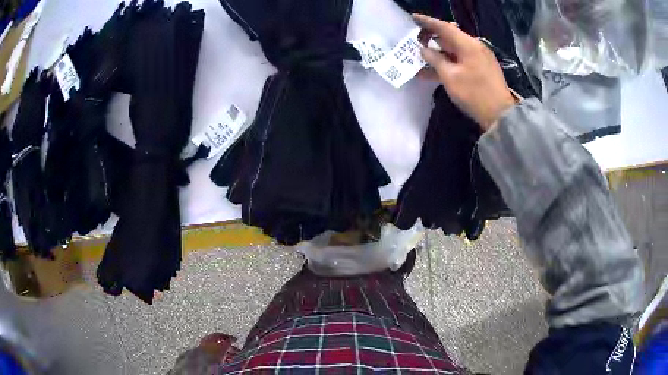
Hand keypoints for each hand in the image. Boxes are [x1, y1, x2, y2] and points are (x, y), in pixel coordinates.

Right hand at [414, 14, 515, 131]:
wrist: (501, 115)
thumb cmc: (475, 94)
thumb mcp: (450, 77)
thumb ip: (435, 60)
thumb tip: (424, 50)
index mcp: (468, 45)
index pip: (444, 27)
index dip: (427, 22)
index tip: (413, 18)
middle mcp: (474, 47)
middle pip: (449, 37)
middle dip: (431, 37)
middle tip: (415, 40)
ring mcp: (479, 58)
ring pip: (453, 50)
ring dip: (437, 53)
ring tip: (420, 57)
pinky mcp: (481, 69)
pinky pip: (460, 61)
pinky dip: (447, 63)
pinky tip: (433, 70)